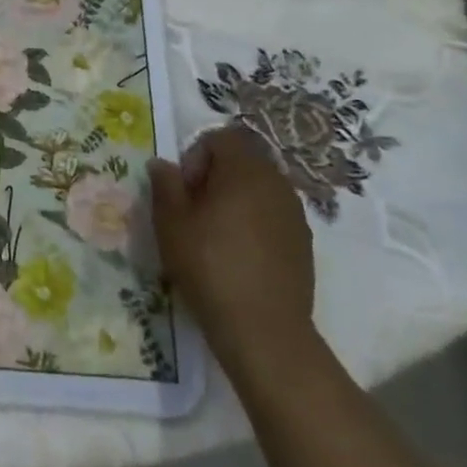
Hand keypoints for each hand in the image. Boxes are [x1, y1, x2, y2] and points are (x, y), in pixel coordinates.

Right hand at [150, 124, 316, 383]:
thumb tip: (163, 163)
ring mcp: (295, 213)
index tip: (185, 188)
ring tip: (214, 232)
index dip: (197, 154)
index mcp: (245, 171)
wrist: (263, 329)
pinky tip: (238, 253)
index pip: (222, 137)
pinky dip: (254, 221)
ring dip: (235, 198)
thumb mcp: (171, 222)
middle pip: (243, 160)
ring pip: (259, 188)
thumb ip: (165, 184)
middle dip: (216, 175)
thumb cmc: (209, 265)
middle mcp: (276, 183)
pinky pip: (273, 214)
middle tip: (194, 209)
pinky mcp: (303, 242)